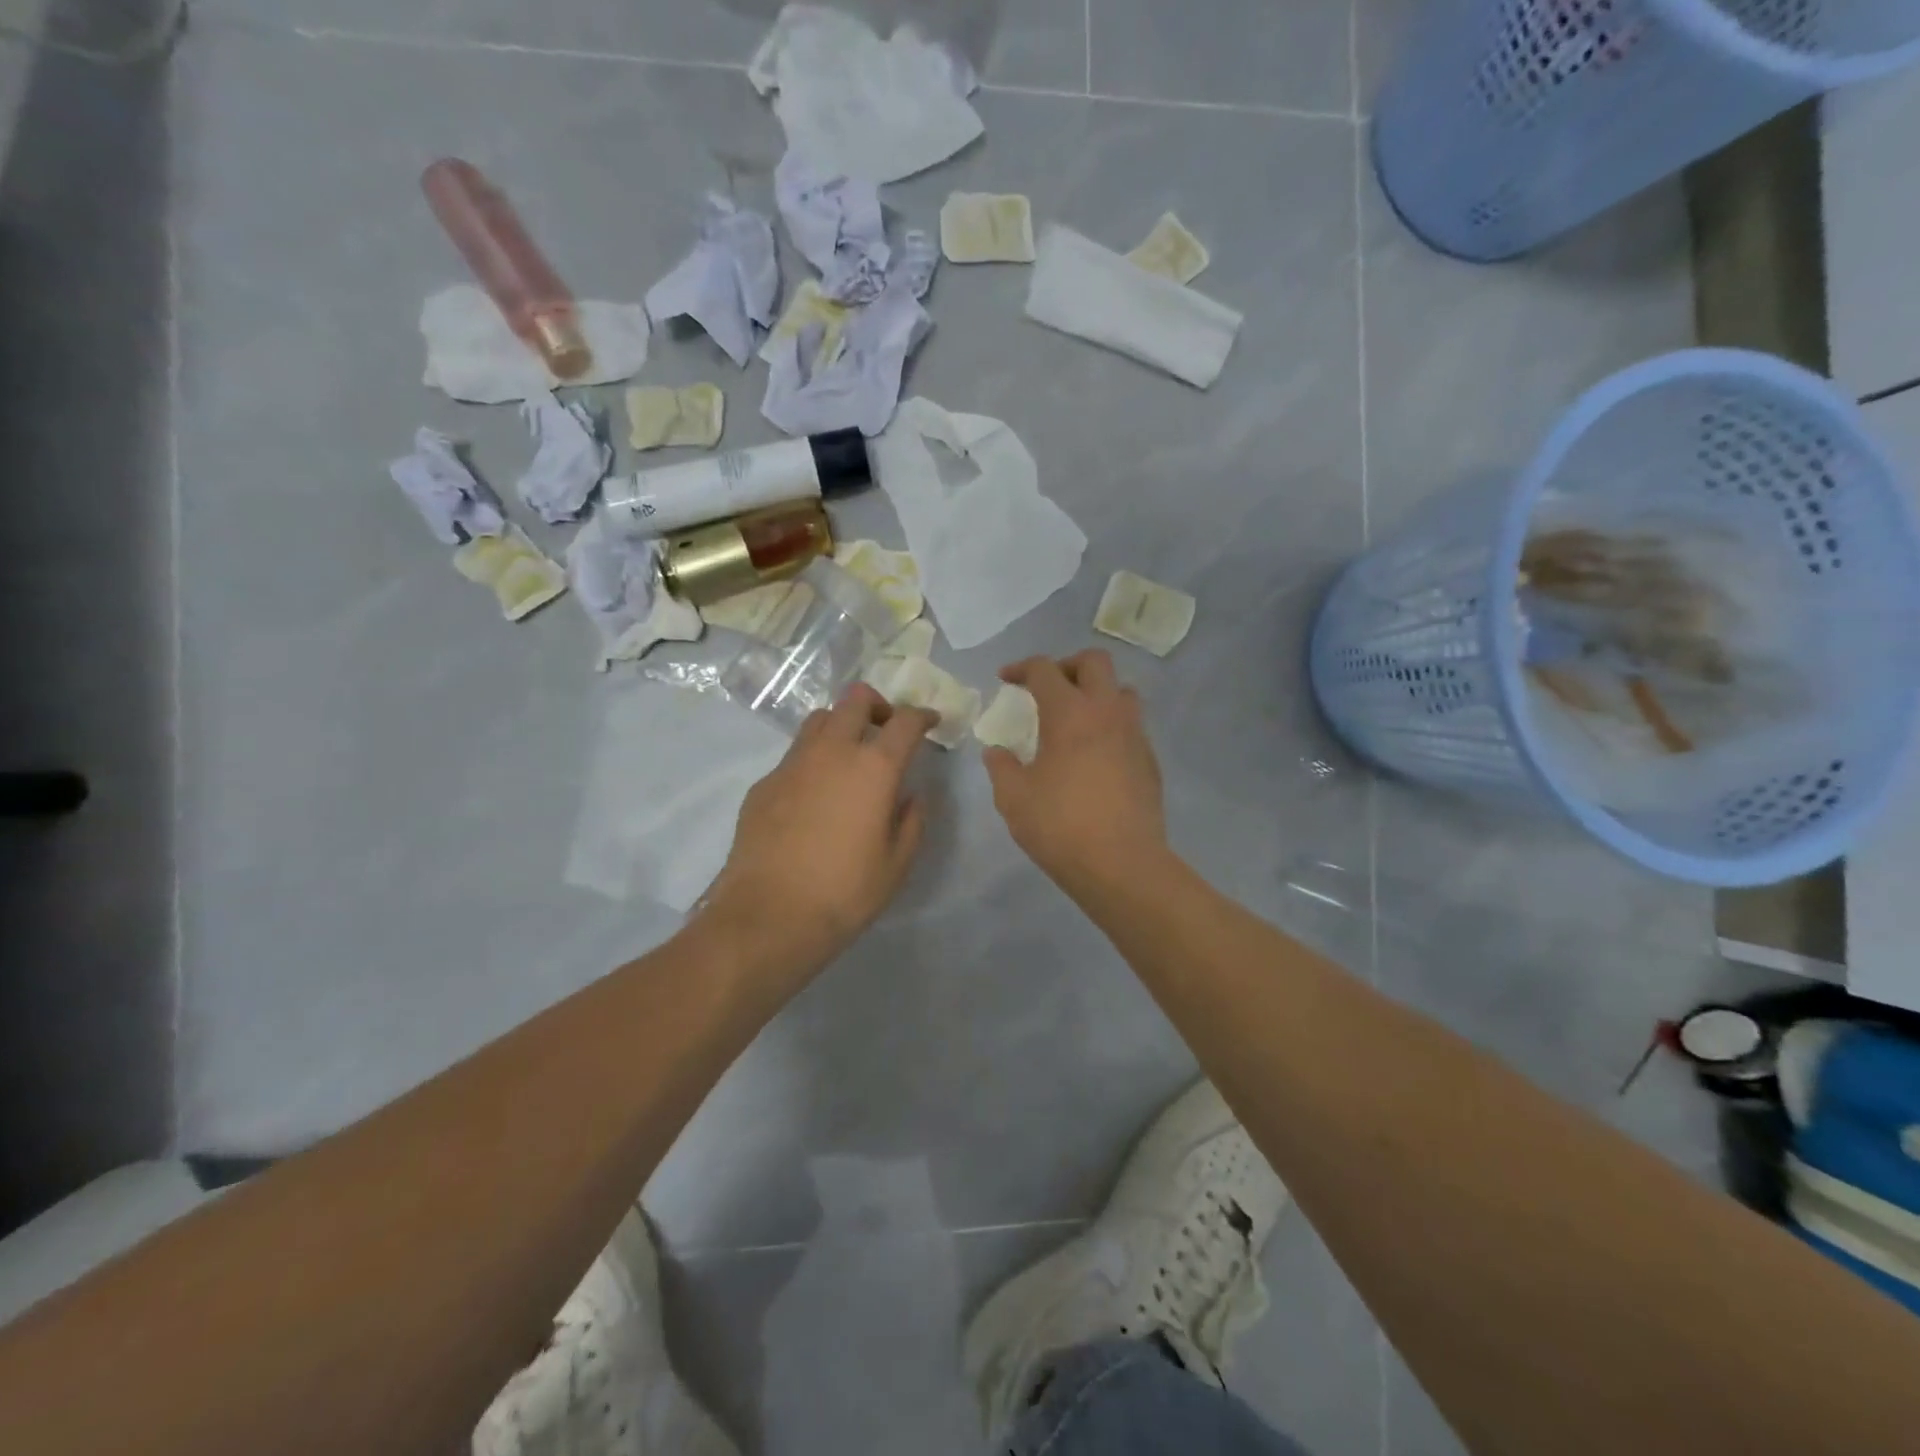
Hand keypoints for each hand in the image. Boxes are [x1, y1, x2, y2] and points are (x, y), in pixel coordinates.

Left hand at [704, 684, 936, 987]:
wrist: (769, 916)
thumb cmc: (845, 892)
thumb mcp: (897, 863)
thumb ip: (912, 820)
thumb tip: (910, 795)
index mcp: (873, 768)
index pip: (905, 721)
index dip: (923, 716)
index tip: (931, 722)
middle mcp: (832, 752)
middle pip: (855, 700)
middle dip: (878, 706)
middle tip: (886, 730)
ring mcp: (792, 764)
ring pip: (819, 719)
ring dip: (841, 725)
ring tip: (849, 755)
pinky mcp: (764, 783)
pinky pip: (794, 755)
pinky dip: (813, 759)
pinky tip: (815, 795)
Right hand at [983, 650, 1168, 897]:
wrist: (1122, 864)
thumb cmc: (1060, 826)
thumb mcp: (1014, 798)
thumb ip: (1001, 767)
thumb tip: (997, 751)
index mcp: (1069, 713)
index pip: (1045, 670)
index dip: (1021, 668)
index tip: (1006, 679)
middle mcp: (1107, 712)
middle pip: (1094, 662)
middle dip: (1067, 665)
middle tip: (1048, 687)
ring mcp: (1134, 735)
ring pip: (1122, 691)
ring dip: (1097, 693)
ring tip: (1076, 718)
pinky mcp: (1150, 760)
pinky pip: (1132, 726)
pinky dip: (1111, 726)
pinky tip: (1095, 756)